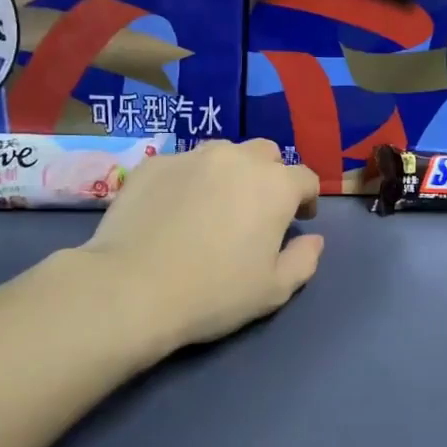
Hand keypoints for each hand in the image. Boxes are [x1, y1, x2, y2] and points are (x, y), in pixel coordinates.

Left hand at [81, 139, 322, 352]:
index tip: (299, 219)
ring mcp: (192, 156)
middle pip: (266, 154)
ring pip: (223, 153)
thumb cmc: (214, 293)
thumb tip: (314, 239)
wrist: (132, 288)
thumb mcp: (273, 290)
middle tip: (258, 208)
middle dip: (271, 175)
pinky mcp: (153, 163)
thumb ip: (304, 260)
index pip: (306, 178)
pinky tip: (174, 209)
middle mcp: (237, 159)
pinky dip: (188, 180)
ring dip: (230, 172)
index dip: (307, 198)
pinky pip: (182, 164)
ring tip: (215, 204)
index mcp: (275, 186)